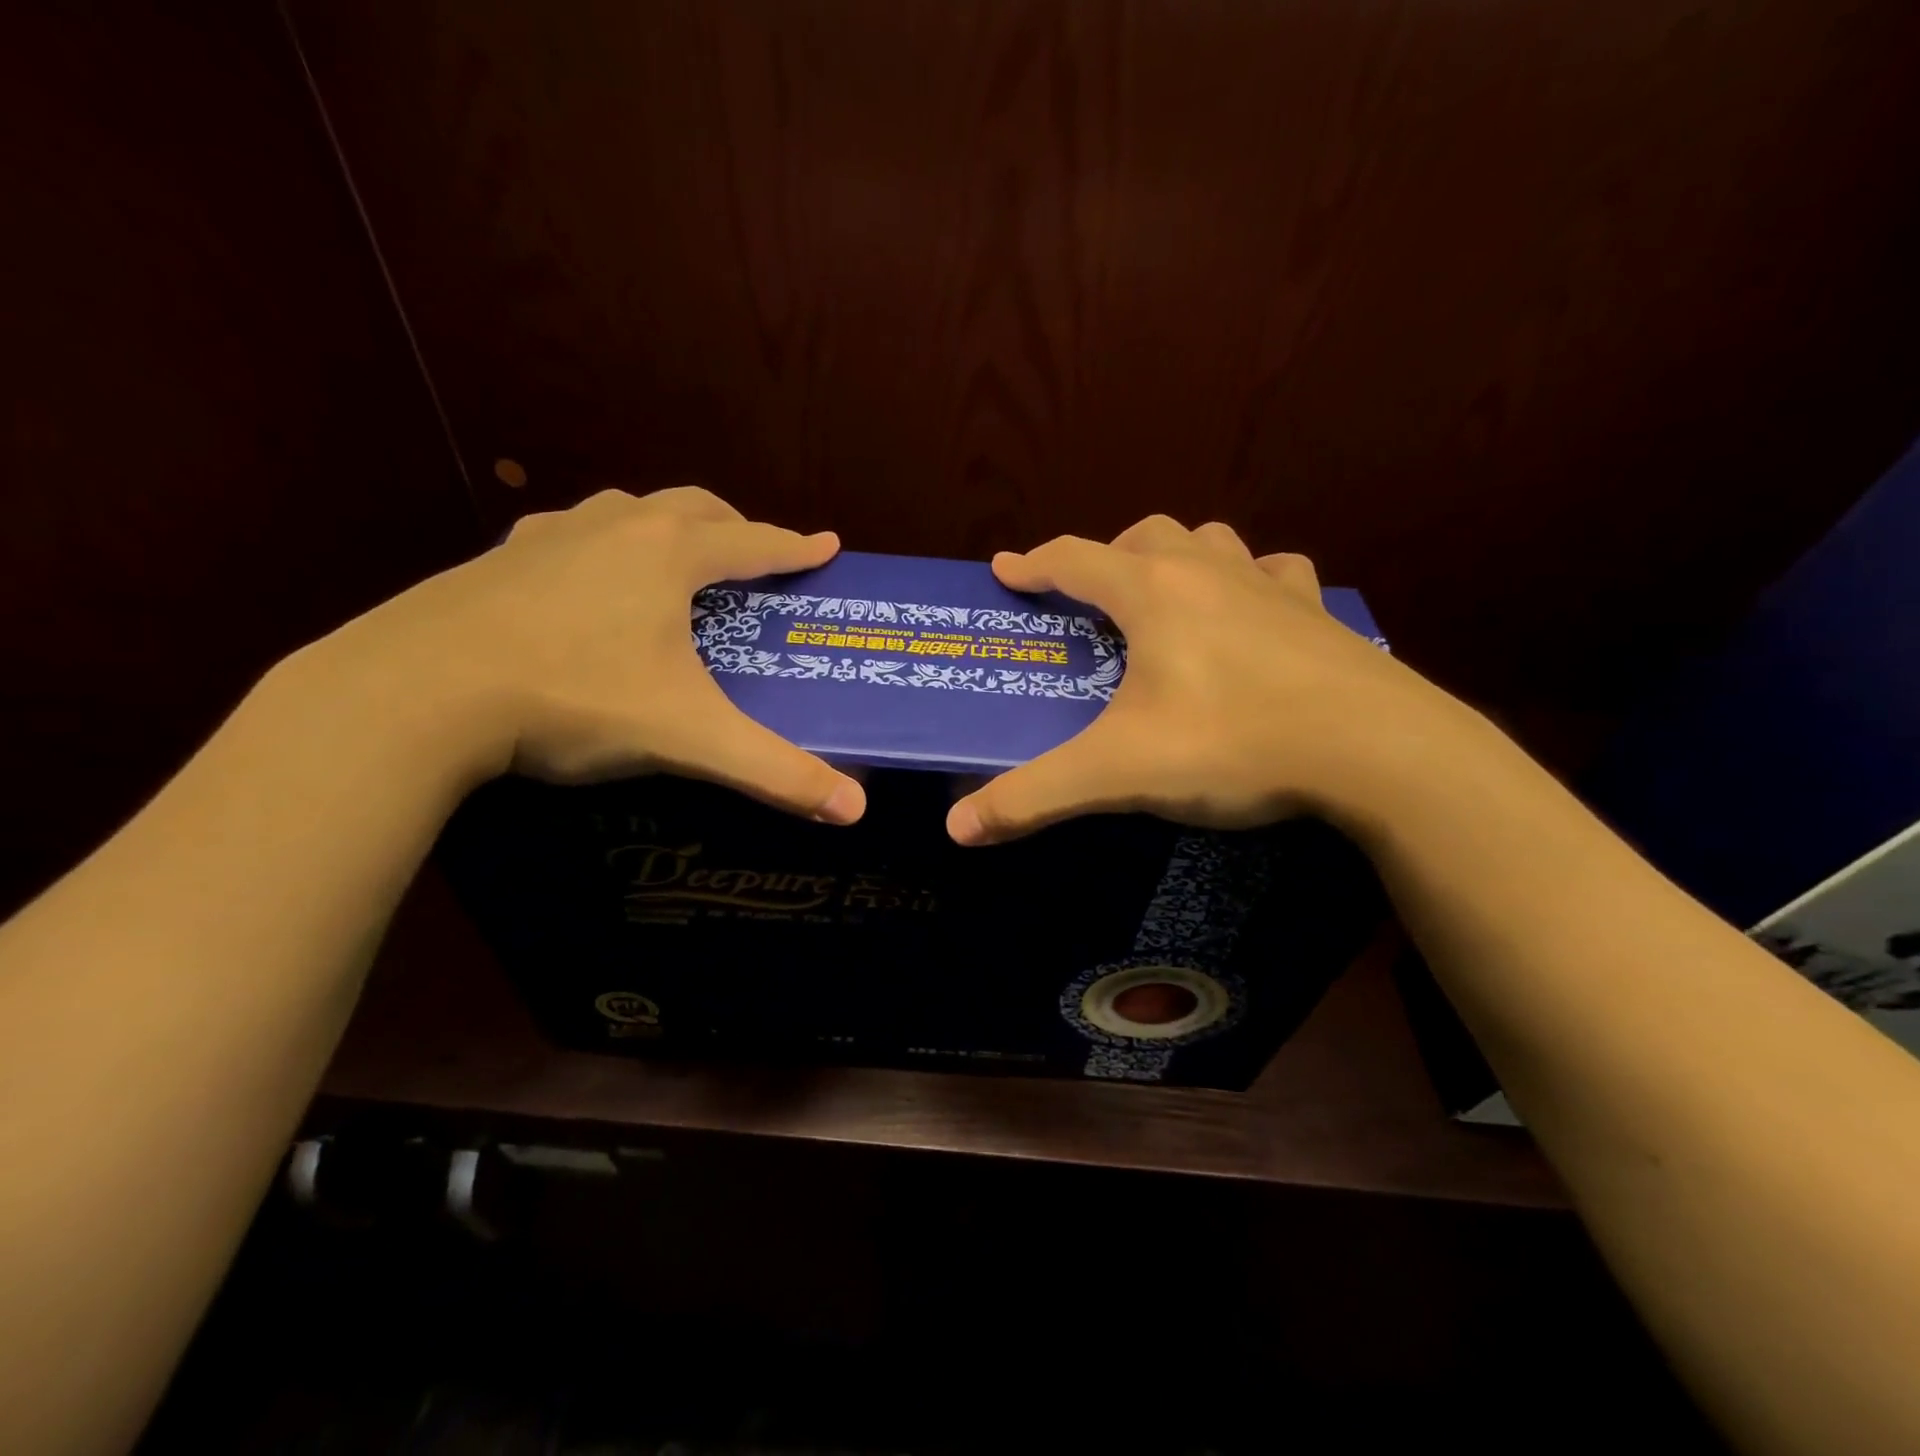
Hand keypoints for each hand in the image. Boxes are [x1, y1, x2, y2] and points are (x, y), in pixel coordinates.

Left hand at [296, 487, 866, 822]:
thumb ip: (775, 772)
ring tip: (675, 565)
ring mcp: (549, 538)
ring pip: (626, 510)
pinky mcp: (496, 560)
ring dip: (664, 527)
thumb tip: (856, 810)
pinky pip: (564, 536)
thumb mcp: (688, 737)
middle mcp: (615, 528)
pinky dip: (596, 546)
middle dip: (733, 527)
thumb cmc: (574, 698)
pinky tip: (583, 580)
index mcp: (669, 555)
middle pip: (693, 507)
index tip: (827, 545)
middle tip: (753, 558)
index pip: (753, 541)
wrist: (415, 694)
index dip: (796, 546)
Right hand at [945, 515, 1484, 845]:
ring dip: (1177, 557)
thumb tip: (957, 827)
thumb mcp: (1119, 773)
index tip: (1005, 570)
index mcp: (1152, 595)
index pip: (1074, 559)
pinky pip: (1276, 573)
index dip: (1033, 563)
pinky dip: (1251, 580)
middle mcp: (1208, 572)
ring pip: (1211, 541)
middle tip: (1090, 599)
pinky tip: (1252, 611)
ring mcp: (1270, 587)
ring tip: (1164, 597)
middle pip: (1144, 536)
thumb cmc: (1233, 743)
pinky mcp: (1317, 614)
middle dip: (1106, 558)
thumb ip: (1035, 796)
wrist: (1376, 751)